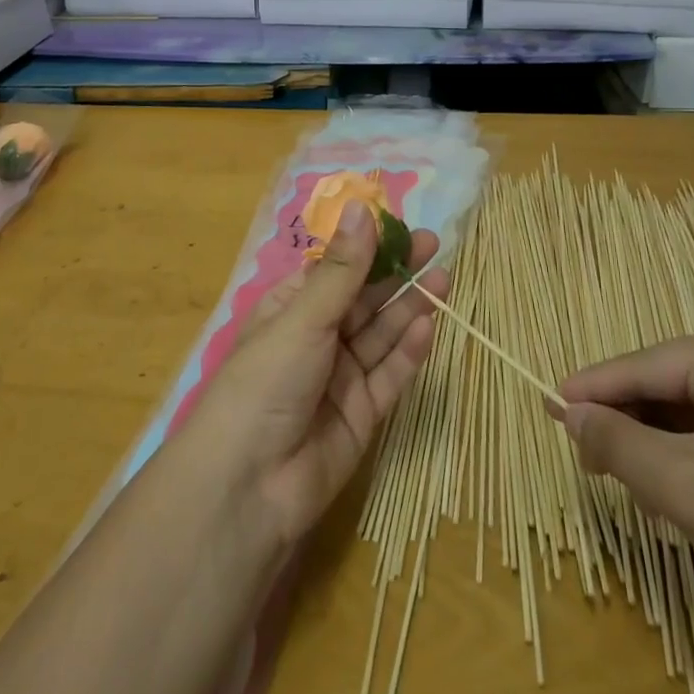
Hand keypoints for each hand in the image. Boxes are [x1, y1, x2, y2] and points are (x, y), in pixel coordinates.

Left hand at [187, 202, 448, 548]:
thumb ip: (341, 269)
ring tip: (443, 279)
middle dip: (396, 274)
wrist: (250, 487)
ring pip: (380, 335)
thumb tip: (360, 206)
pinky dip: (408, 352)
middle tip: (433, 246)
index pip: (335, 270)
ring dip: (409, 307)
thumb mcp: (303, 318)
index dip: (367, 248)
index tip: (401, 226)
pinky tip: (429, 326)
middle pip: (363, 299)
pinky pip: (389, 376)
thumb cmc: (265, 382)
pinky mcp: (361, 415)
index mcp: (290, 309)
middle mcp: (316, 339)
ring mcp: (340, 378)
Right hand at [556, 327, 693, 640]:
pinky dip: (683, 458)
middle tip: (593, 472)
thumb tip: (567, 412)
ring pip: (679, 412)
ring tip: (640, 495)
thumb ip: (617, 444)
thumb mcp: (686, 488)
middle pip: (657, 387)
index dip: (588, 392)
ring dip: (652, 449)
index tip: (544, 410)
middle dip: (624, 427)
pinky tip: (679, 497)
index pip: (636, 367)